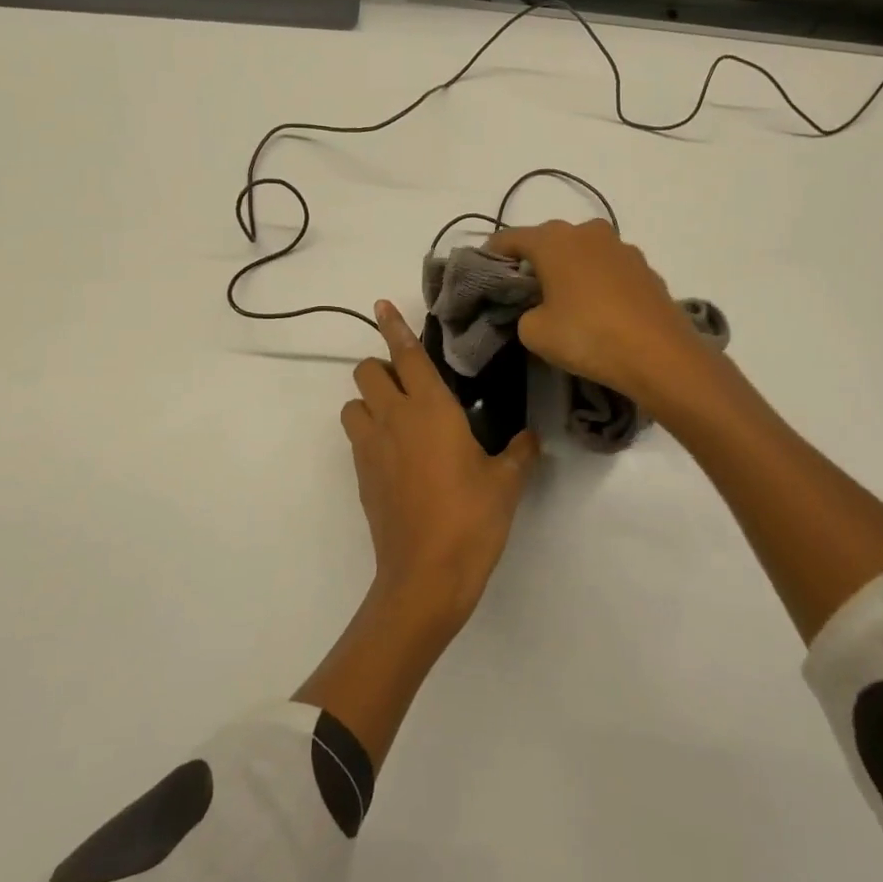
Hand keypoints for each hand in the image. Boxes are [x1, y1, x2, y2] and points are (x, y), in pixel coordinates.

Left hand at [339, 301, 540, 632]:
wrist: (426, 576)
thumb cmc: (471, 519)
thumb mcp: (507, 483)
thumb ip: (520, 451)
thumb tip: (529, 438)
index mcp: (430, 409)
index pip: (406, 354)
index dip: (393, 326)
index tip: (381, 305)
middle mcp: (393, 419)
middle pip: (366, 372)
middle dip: (382, 367)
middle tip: (411, 384)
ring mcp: (371, 448)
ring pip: (353, 403)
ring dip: (369, 401)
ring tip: (399, 418)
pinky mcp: (361, 476)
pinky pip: (357, 437)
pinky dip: (369, 432)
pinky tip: (398, 454)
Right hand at [486, 219, 708, 410]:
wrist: (660, 355)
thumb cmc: (588, 337)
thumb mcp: (535, 332)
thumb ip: (523, 313)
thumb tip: (537, 309)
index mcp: (554, 240)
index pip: (510, 238)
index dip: (492, 254)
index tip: (483, 273)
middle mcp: (587, 231)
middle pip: (548, 240)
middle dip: (533, 261)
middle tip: (522, 291)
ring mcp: (621, 247)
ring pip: (582, 252)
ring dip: (568, 269)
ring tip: (562, 300)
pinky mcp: (646, 268)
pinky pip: (608, 268)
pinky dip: (596, 281)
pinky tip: (597, 309)